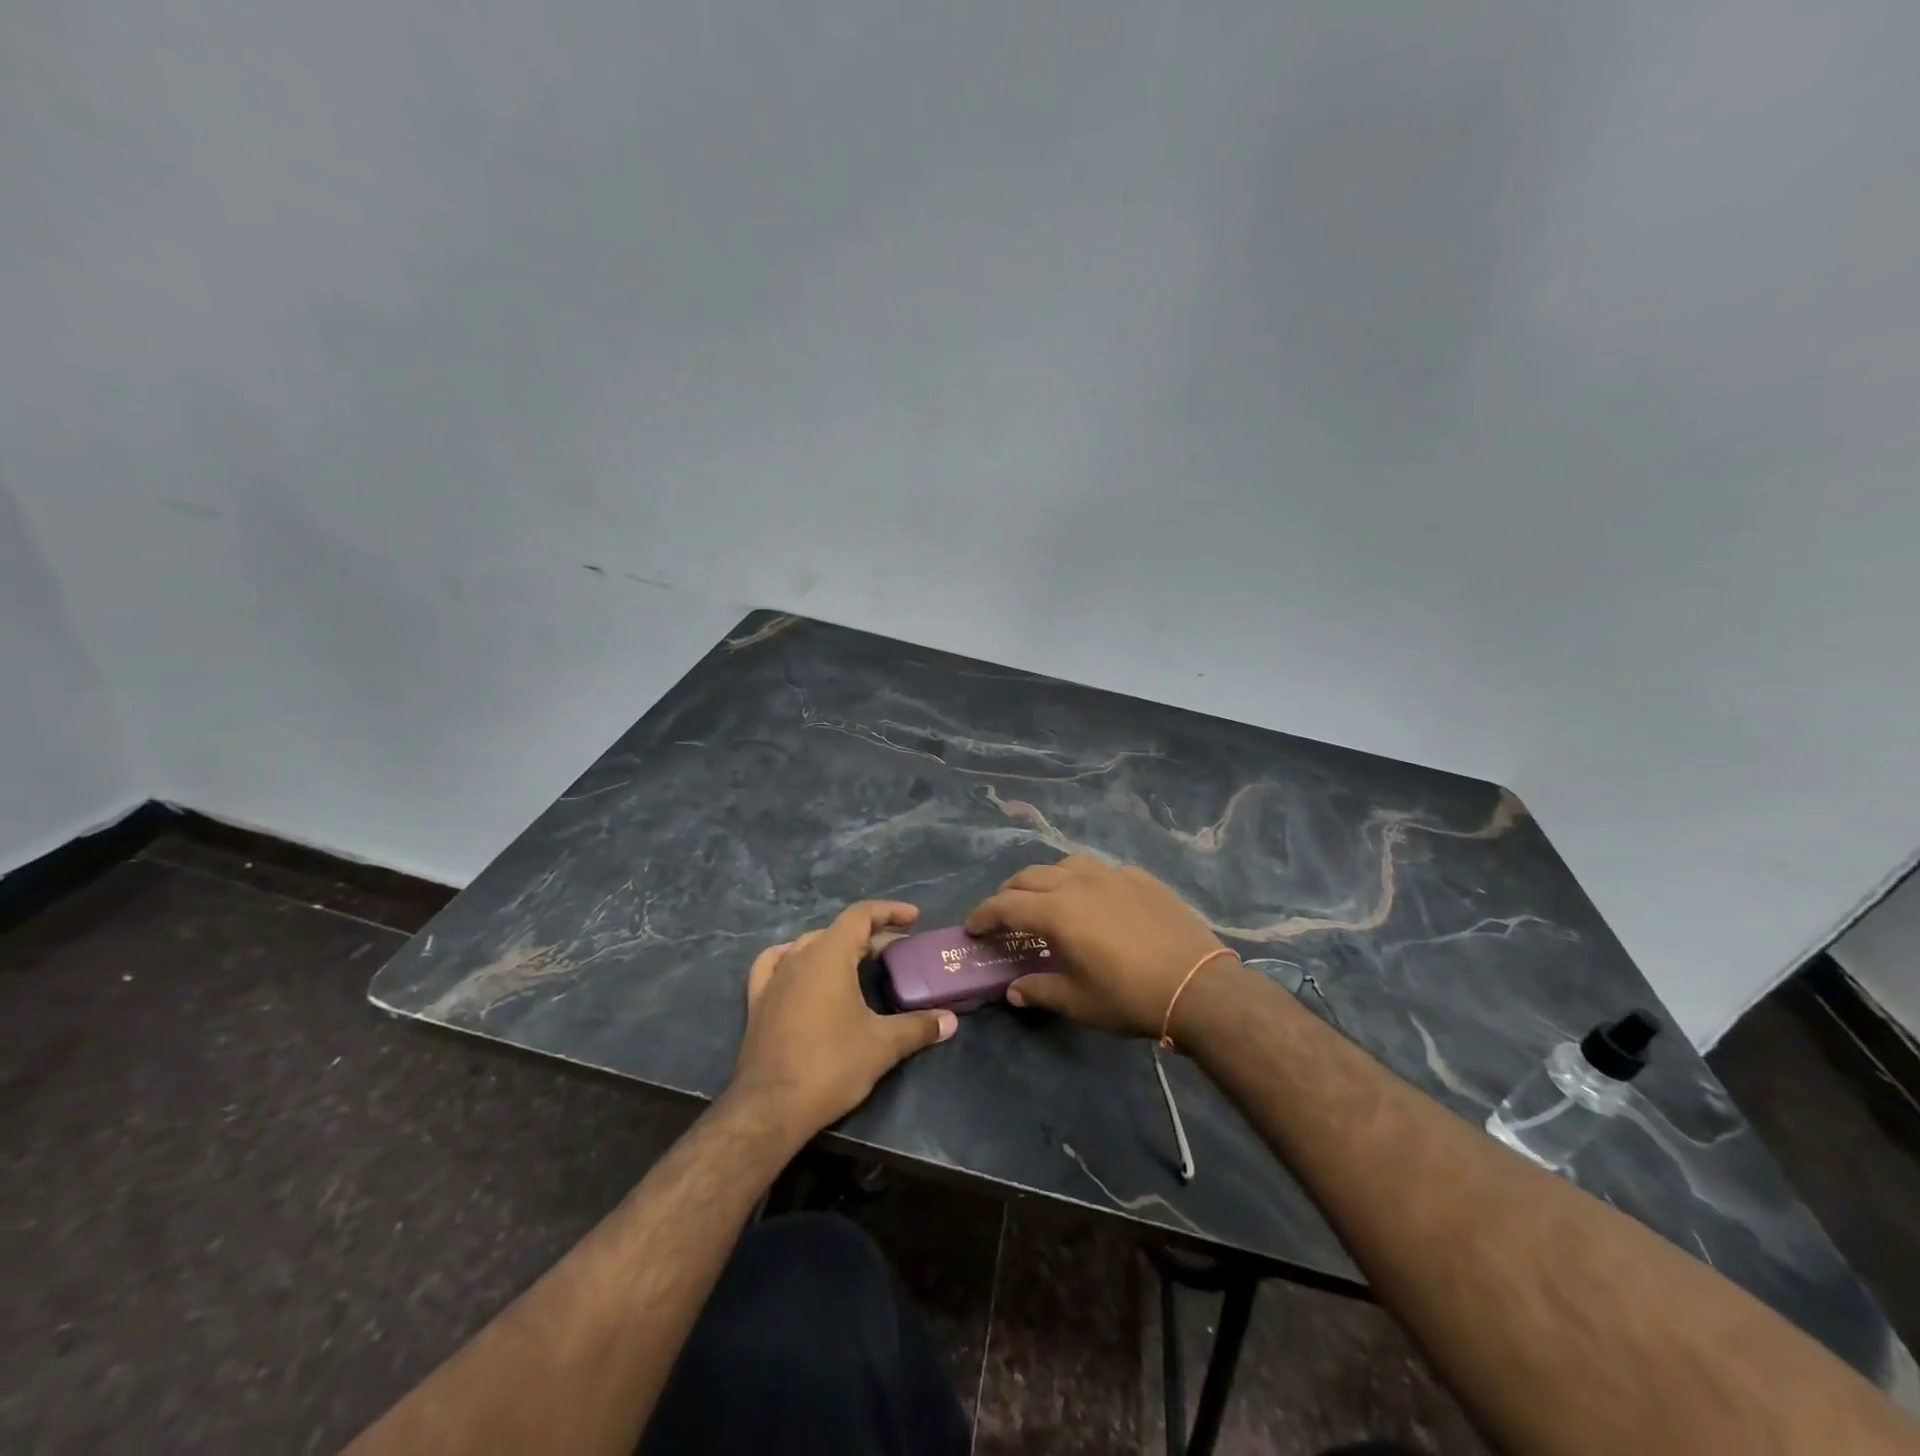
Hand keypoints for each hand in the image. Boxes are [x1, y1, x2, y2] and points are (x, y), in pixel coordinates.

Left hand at [730, 901, 956, 1134]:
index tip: (914, 918)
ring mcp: (773, 978)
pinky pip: (774, 964)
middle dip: (871, 935)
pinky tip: (800, 967)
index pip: (860, 915)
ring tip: (859, 961)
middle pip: (838, 931)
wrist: (770, 1107)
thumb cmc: (830, 1066)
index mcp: (829, 955)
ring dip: (837, 947)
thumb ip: (919, 1027)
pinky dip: (793, 957)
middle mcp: (798, 957)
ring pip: (809, 945)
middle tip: (898, 953)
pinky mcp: (757, 1001)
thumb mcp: (882, 1046)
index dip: (889, 911)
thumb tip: (951, 1021)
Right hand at [965, 857, 1230, 1039]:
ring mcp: (1112, 875)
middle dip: (1009, 893)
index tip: (972, 927)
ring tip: (1047, 899)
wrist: (1198, 985)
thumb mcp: (1079, 1002)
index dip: (983, 915)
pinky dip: (1084, 880)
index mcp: (1057, 912)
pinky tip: (1095, 900)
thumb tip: (1013, 990)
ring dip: (1046, 879)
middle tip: (1003, 914)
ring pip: (1065, 864)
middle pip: (1030, 877)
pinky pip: (1101, 870)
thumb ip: (1040, 990)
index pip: (1006, 906)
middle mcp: (1078, 883)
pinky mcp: (1140, 878)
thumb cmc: (1130, 997)